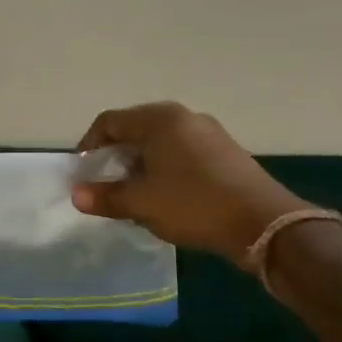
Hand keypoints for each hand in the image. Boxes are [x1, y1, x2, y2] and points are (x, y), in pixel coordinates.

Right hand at [72, 102, 309, 262]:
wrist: (265, 224)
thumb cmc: (194, 205)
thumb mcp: (141, 204)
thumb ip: (105, 196)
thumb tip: (76, 194)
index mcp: (159, 119)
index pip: (109, 121)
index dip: (88, 146)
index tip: (82, 173)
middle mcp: (184, 116)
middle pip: (135, 129)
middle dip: (114, 156)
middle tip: (105, 184)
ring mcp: (209, 132)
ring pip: (160, 142)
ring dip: (140, 164)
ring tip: (134, 193)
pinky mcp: (225, 152)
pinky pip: (182, 152)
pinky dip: (164, 168)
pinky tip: (166, 196)